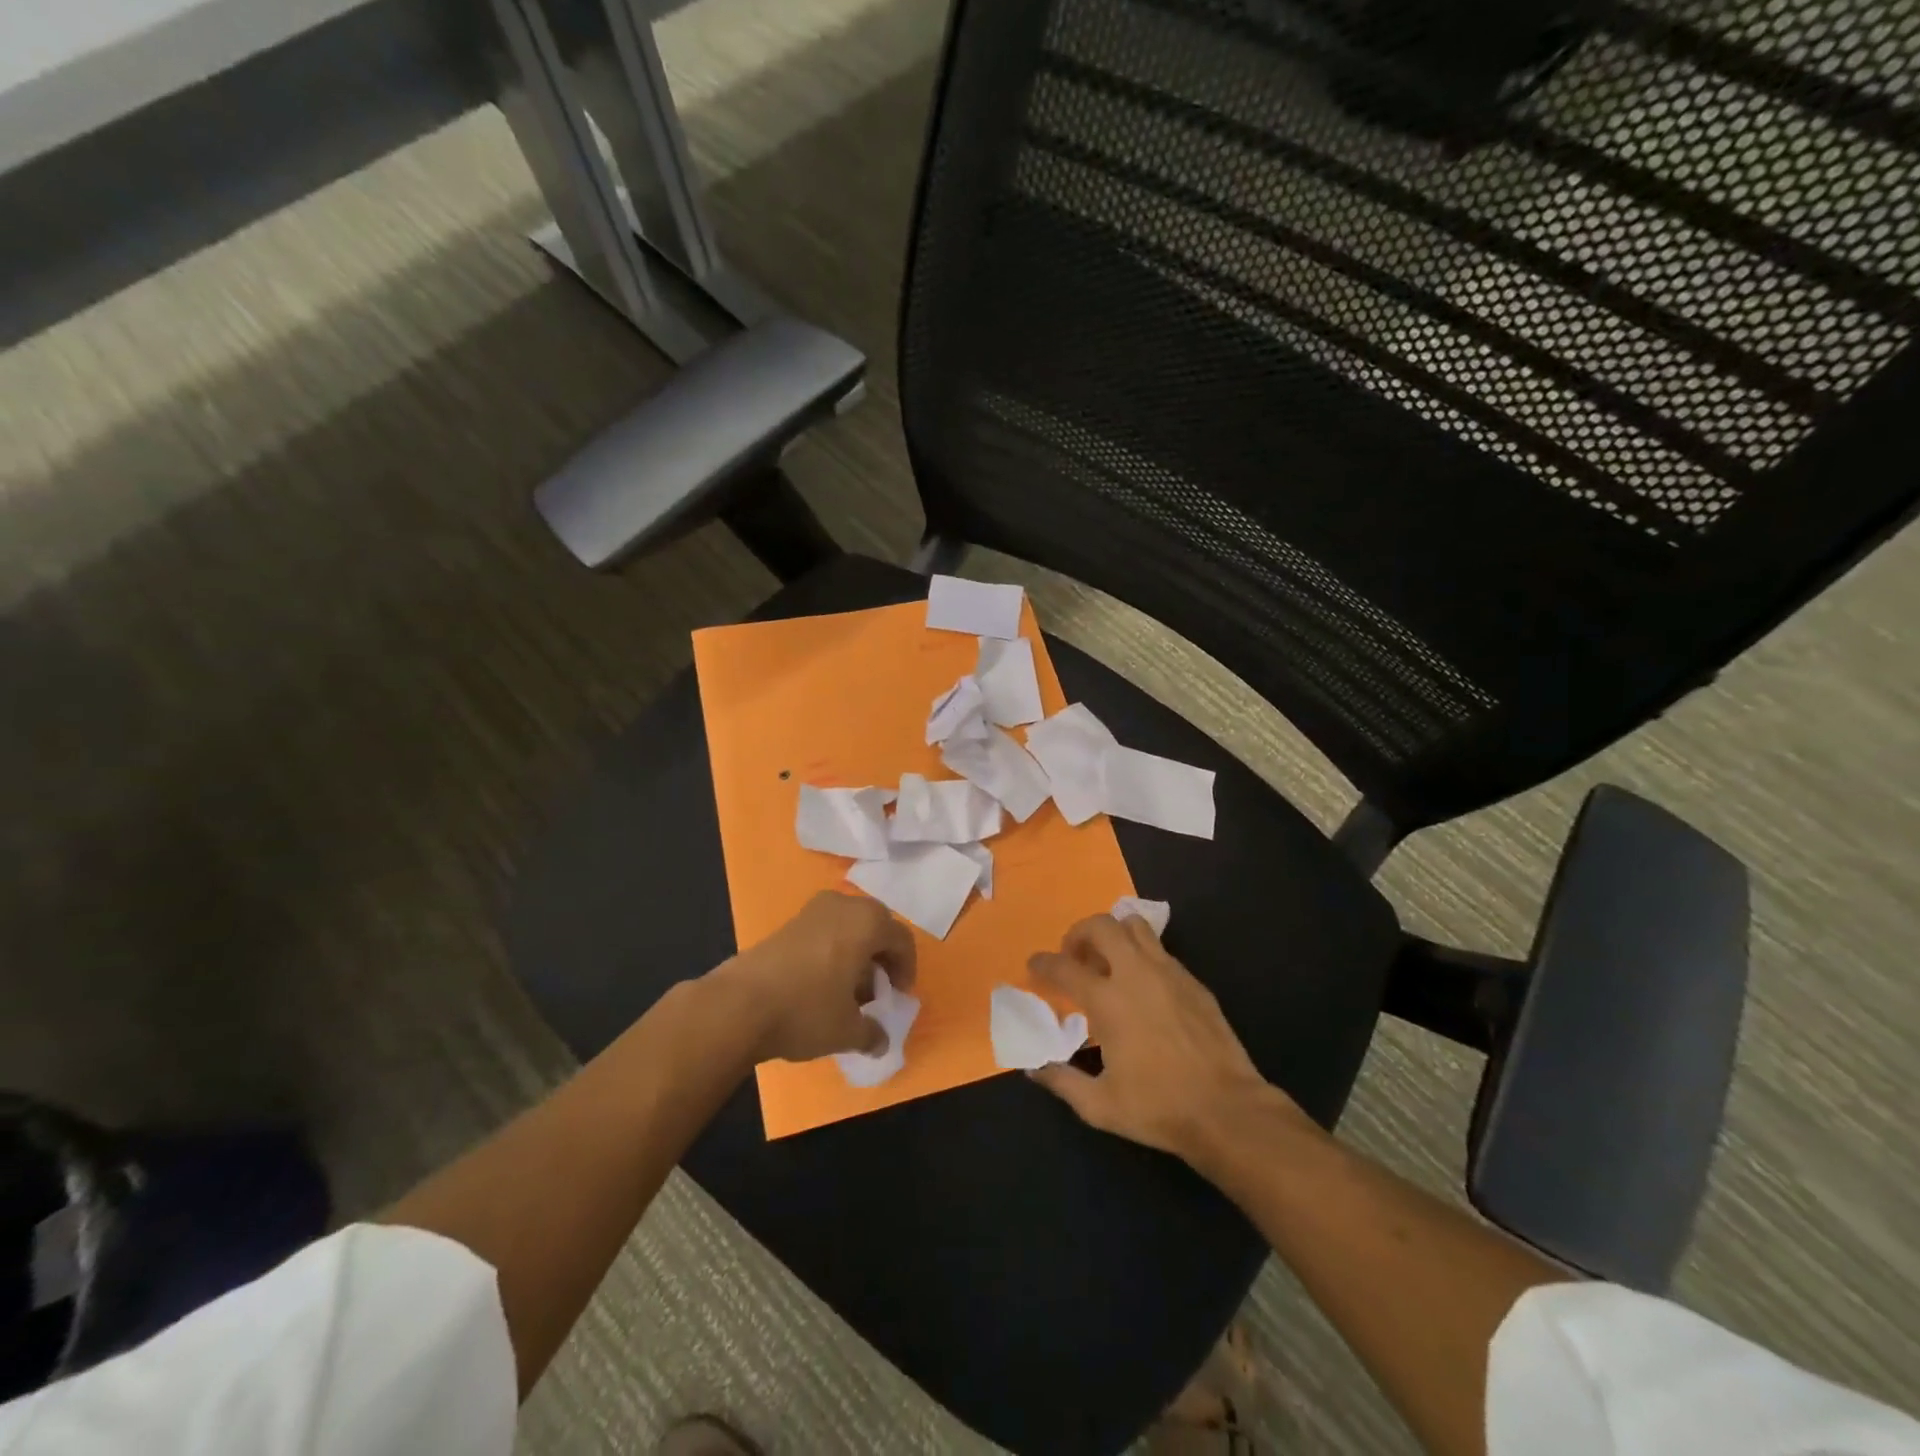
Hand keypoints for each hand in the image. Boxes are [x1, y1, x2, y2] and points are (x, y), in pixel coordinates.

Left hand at [715, 892, 916, 1063]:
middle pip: (876, 926)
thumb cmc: (806, 1010)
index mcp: (868, 922)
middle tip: (877, 990)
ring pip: (848, 927)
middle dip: (881, 957)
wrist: (739, 1004)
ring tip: (848, 990)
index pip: (902, 939)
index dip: (906, 969)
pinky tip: (821, 984)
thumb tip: (881, 1041)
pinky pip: (825, 931)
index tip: (899, 996)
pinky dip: (832, 951)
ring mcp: (813, 910)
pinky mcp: (788, 923)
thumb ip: (872, 1033)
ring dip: (856, 953)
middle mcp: (844, 906)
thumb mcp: (847, 1031)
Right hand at [1028, 913, 1295, 1163]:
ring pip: (1135, 926)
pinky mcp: (1192, 981)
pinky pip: (1160, 950)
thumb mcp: (1100, 1106)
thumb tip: (1034, 1068)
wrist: (1227, 1109)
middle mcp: (1135, 974)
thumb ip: (1062, 1081)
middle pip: (1101, 926)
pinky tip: (1142, 985)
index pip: (1064, 967)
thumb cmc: (1158, 1107)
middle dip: (1080, 932)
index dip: (1043, 963)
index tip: (1035, 965)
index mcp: (1107, 1000)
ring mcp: (1168, 972)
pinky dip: (1142, 955)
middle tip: (1074, 955)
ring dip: (1114, 934)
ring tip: (1108, 959)